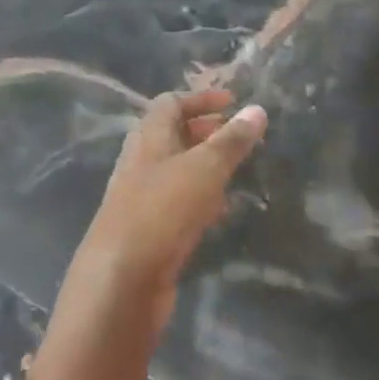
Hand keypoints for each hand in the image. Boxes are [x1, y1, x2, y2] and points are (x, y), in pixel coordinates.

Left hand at [68, 88, 266, 327]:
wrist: (121, 280)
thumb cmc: (161, 210)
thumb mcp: (203, 169)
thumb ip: (231, 141)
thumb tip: (257, 109)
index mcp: (147, 139)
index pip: (170, 103)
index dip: (200, 99)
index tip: (233, 102)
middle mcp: (140, 163)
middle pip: (171, 136)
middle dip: (204, 132)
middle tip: (238, 136)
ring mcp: (141, 198)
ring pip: (175, 171)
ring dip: (203, 166)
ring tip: (237, 170)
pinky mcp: (148, 231)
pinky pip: (176, 204)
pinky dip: (199, 199)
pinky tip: (220, 211)